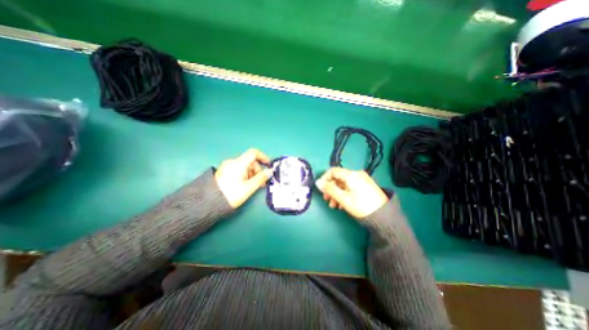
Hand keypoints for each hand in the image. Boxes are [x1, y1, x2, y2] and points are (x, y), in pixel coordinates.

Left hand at [216, 148, 271, 206]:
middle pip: (250, 161)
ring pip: (245, 166)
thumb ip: (261, 178)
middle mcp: (233, 162)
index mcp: (239, 163)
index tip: (268, 165)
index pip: (254, 153)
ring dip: (252, 173)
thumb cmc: (232, 194)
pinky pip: (239, 169)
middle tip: (261, 182)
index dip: (263, 157)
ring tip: (253, 185)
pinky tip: (245, 184)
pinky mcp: (224, 171)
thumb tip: (270, 171)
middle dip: (258, 170)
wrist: (210, 202)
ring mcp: (227, 166)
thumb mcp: (249, 187)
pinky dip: (245, 174)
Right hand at [315, 167, 389, 218]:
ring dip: (336, 194)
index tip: (321, 189)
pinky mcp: (365, 187)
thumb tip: (318, 182)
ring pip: (343, 184)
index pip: (333, 171)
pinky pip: (350, 188)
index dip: (325, 179)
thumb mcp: (343, 198)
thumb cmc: (361, 206)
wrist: (384, 216)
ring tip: (334, 206)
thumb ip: (329, 189)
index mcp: (351, 175)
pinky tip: (342, 205)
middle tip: (327, 200)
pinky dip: (344, 194)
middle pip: (338, 179)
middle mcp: (356, 175)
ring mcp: (362, 180)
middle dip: (331, 189)